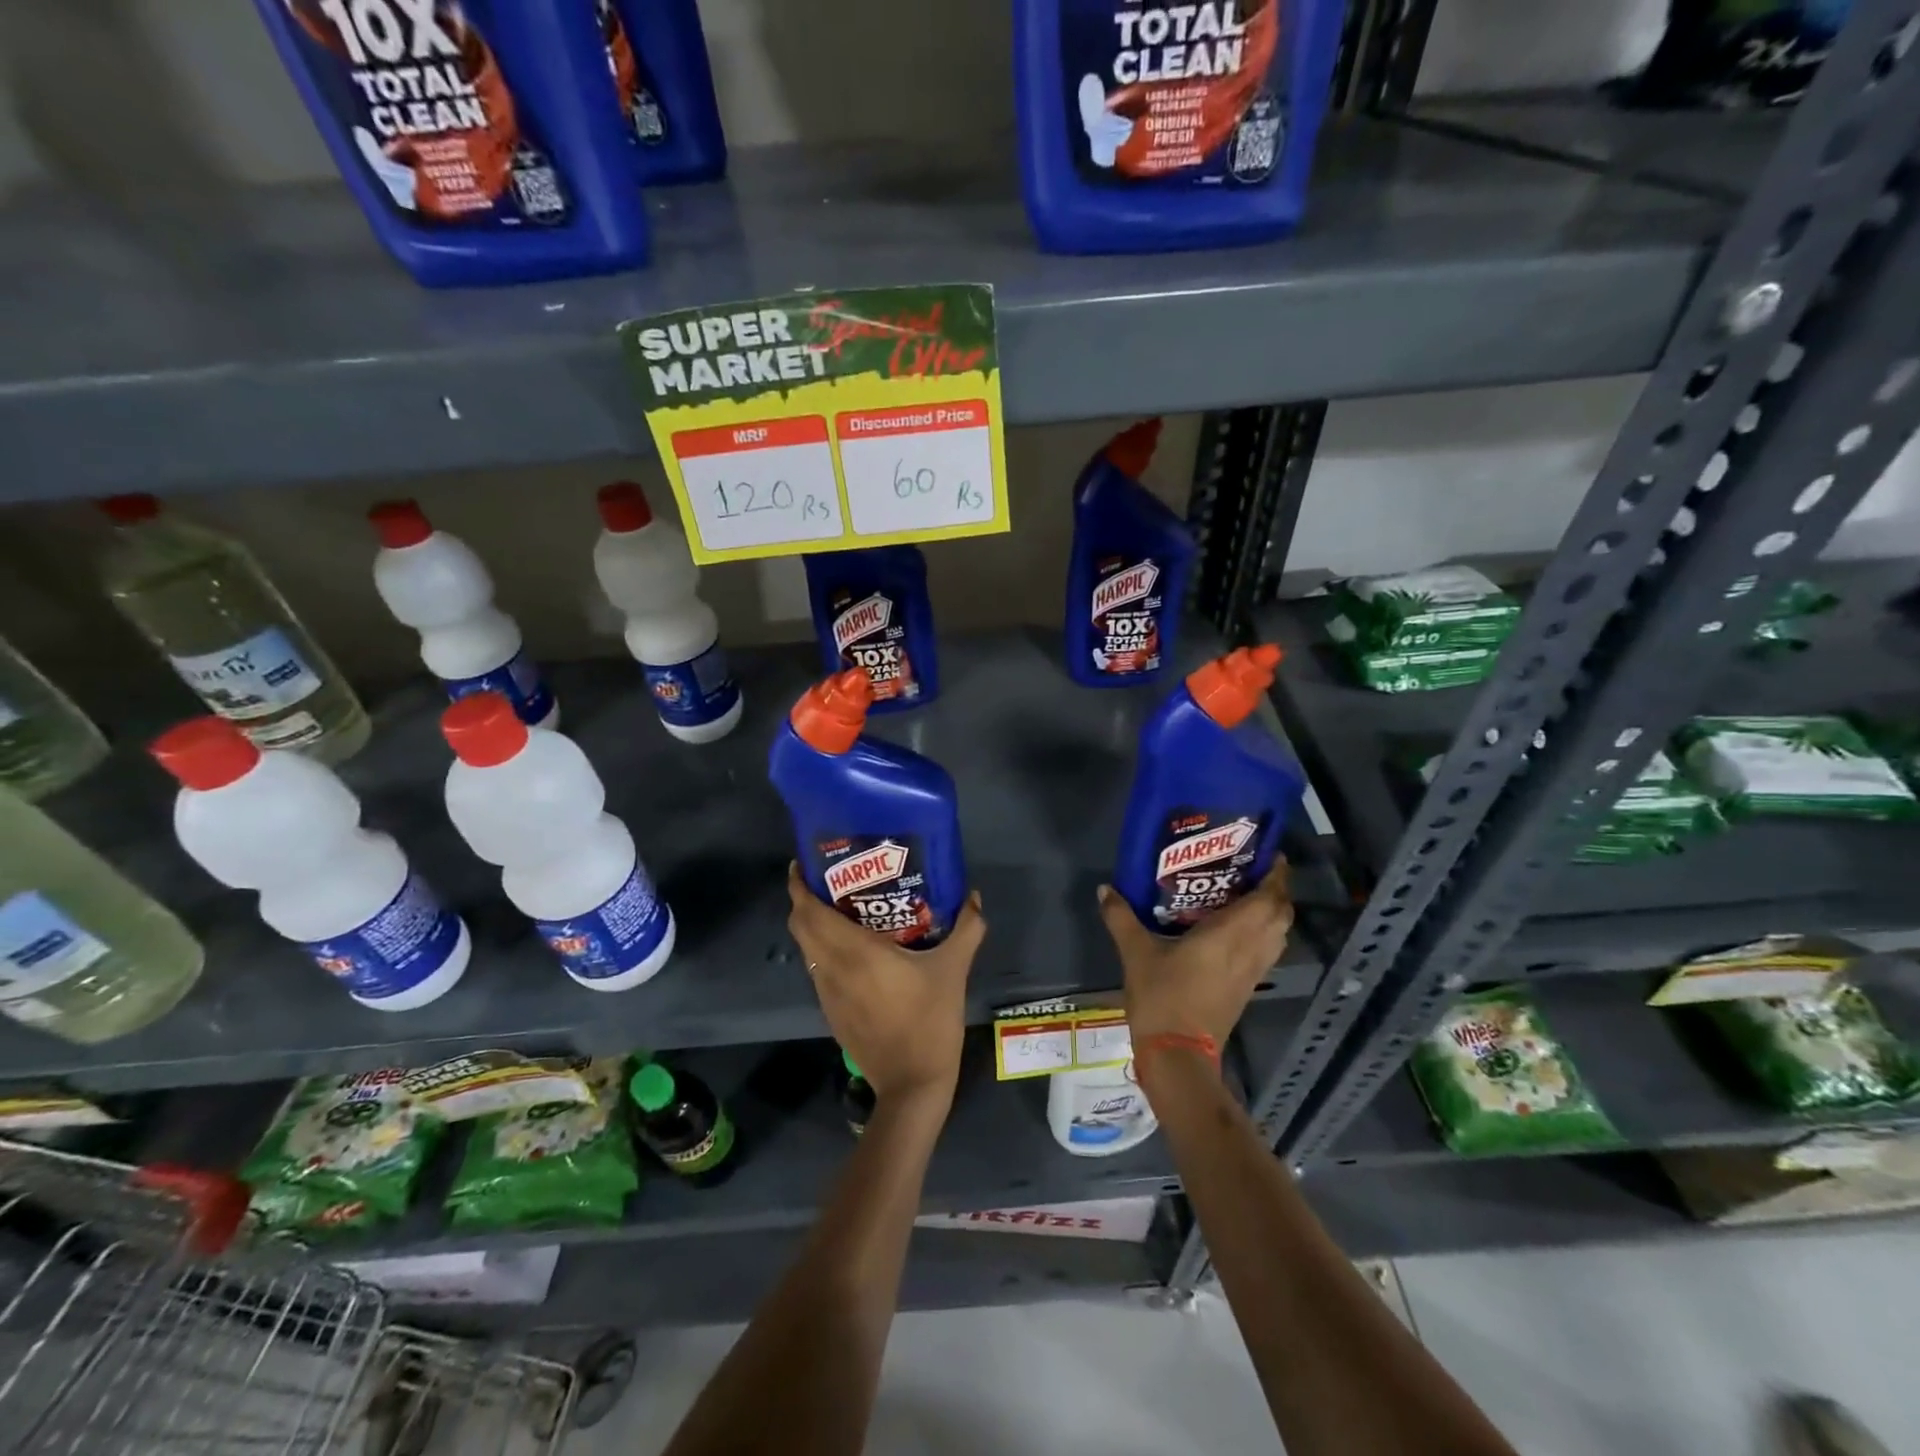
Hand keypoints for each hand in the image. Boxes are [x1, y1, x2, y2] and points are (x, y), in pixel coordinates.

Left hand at [786, 865, 985, 1112]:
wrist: (912, 1084)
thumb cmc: (930, 1020)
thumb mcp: (953, 970)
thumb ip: (966, 929)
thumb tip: (972, 896)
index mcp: (854, 952)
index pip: (808, 911)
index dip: (798, 885)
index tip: (805, 862)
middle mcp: (831, 968)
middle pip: (800, 926)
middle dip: (804, 899)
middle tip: (830, 879)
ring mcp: (827, 993)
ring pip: (807, 948)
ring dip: (813, 924)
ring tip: (842, 907)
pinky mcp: (831, 1011)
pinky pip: (818, 968)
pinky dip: (823, 949)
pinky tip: (853, 948)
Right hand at [1097, 861, 1293, 1049]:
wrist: (1178, 1056)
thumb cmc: (1163, 998)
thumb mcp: (1136, 953)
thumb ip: (1122, 917)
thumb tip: (1105, 889)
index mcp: (1231, 934)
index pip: (1270, 898)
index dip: (1276, 874)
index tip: (1265, 852)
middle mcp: (1250, 949)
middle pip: (1281, 914)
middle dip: (1275, 890)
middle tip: (1249, 870)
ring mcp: (1252, 972)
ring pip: (1277, 934)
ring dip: (1270, 912)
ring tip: (1243, 894)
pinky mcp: (1247, 988)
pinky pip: (1265, 951)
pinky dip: (1260, 934)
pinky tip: (1233, 929)